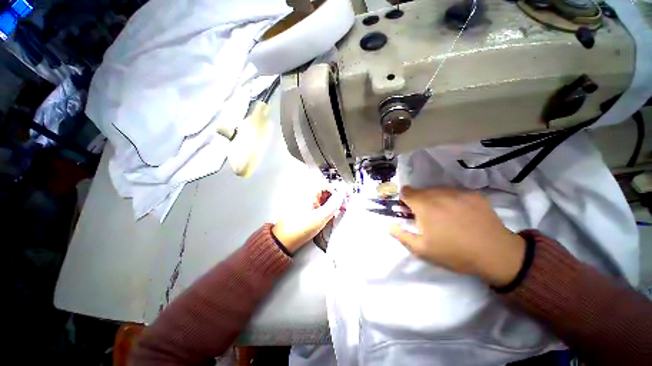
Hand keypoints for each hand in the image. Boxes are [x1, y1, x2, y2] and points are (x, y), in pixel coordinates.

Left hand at [272, 190, 344, 252]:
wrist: (285, 240)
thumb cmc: (300, 228)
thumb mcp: (321, 216)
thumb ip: (334, 203)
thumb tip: (342, 194)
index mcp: (309, 192)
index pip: (328, 185)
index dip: (339, 190)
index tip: (347, 197)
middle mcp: (307, 193)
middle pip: (326, 191)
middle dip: (336, 197)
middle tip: (344, 205)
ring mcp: (306, 200)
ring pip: (323, 198)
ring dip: (332, 203)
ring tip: (338, 211)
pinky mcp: (305, 207)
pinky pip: (319, 203)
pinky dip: (326, 207)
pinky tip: (330, 214)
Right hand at [389, 186, 525, 286]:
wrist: (496, 254)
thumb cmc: (454, 252)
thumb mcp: (422, 249)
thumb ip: (401, 235)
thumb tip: (390, 226)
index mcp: (424, 205)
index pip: (406, 191)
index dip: (404, 200)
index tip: (410, 211)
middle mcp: (439, 193)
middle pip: (421, 191)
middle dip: (420, 201)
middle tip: (428, 218)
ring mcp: (458, 192)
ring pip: (438, 190)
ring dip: (436, 200)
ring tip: (446, 217)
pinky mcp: (474, 194)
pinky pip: (455, 193)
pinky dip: (453, 201)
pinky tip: (463, 216)